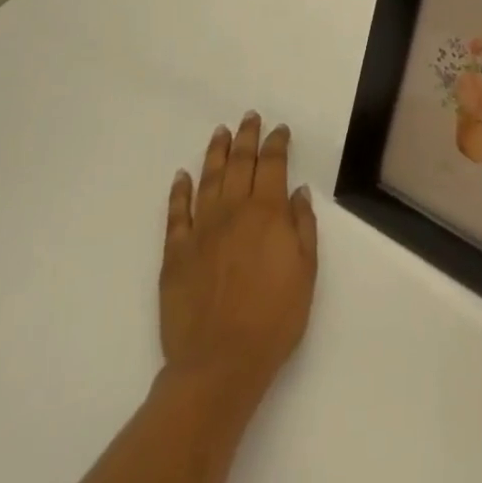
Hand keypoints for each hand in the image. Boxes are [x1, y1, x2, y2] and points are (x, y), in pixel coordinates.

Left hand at [161, 113, 318, 409]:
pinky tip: (182, 176)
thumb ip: (302, 226)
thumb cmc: (273, 319)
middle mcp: (233, 211)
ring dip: (215, 153)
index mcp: (267, 213)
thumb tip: (297, 191)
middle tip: (249, 117)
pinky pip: (176, 213)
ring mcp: (201, 230)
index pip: (272, 165)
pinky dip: (179, 191)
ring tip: (220, 132)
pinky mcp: (175, 253)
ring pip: (208, 179)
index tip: (279, 129)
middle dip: (246, 137)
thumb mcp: (306, 272)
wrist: (219, 364)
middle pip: (239, 163)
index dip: (276, 143)